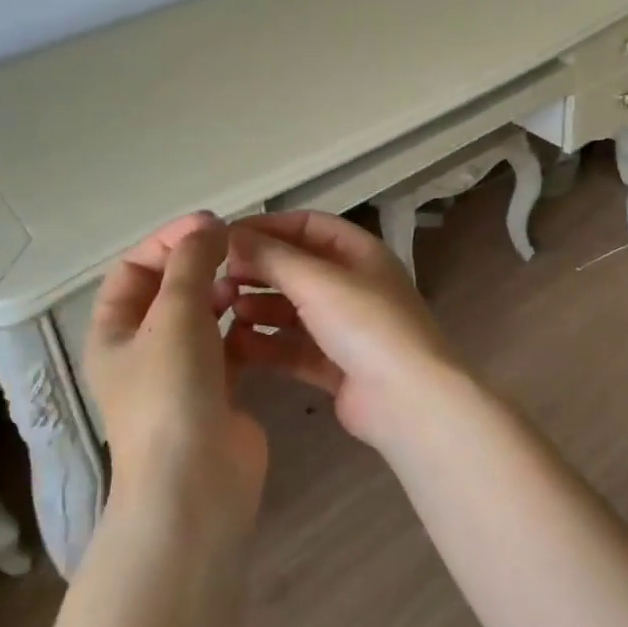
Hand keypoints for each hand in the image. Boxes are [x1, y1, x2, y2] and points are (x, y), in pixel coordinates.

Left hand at [85, 213, 266, 513]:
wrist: (196, 483)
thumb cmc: (171, 391)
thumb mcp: (174, 314)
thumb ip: (191, 262)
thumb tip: (208, 225)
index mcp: (113, 332)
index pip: (134, 268)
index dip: (168, 239)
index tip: (211, 223)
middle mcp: (141, 350)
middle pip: (167, 290)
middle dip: (198, 263)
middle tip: (237, 247)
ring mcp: (179, 373)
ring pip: (200, 317)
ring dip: (220, 292)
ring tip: (248, 279)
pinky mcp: (215, 390)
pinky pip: (226, 344)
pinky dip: (240, 325)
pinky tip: (261, 313)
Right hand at [217, 212, 464, 451]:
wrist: (408, 400)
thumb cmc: (366, 325)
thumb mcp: (318, 281)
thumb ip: (273, 257)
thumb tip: (232, 235)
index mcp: (360, 253)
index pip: (308, 226)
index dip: (267, 228)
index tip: (225, 239)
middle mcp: (354, 285)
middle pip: (298, 267)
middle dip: (259, 270)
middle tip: (219, 279)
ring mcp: (346, 327)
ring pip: (294, 309)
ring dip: (260, 306)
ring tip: (227, 309)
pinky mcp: (336, 366)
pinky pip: (294, 347)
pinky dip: (267, 343)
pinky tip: (237, 345)